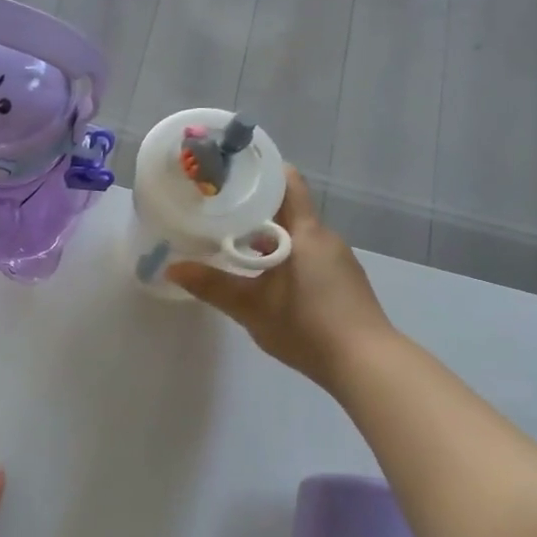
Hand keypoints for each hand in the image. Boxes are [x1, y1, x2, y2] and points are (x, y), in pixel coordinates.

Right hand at [166, 167, 392, 392]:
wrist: (365, 364)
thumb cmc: (306, 325)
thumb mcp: (250, 307)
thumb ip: (212, 285)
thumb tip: (171, 268)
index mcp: (306, 232)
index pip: (287, 182)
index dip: (260, 172)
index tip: (229, 174)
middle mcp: (324, 238)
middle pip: (287, 210)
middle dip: (253, 210)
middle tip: (216, 213)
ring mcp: (338, 260)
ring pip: (296, 236)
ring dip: (267, 237)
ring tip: (231, 246)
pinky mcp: (342, 282)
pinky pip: (307, 256)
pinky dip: (283, 257)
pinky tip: (263, 279)